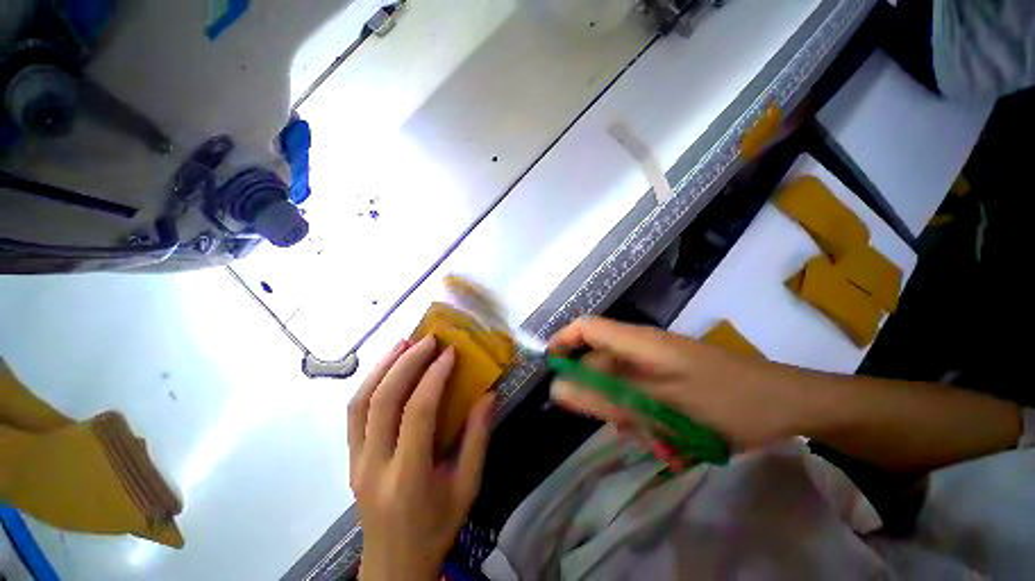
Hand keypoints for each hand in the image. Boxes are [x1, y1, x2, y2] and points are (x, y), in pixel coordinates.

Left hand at [349, 336, 493, 580]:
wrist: (393, 564)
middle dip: (406, 363)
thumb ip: (478, 438)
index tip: (449, 353)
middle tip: (427, 339)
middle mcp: (375, 466)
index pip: (418, 414)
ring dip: (382, 367)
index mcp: (409, 477)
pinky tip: (387, 368)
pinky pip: (354, 413)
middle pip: (383, 402)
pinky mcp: (350, 459)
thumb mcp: (467, 487)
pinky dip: (370, 383)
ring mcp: (356, 462)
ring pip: (360, 403)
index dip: (434, 377)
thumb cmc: (436, 528)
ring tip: (403, 343)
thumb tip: (489, 394)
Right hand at [548, 317, 817, 450]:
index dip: (563, 341)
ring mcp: (658, 362)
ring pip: (621, 384)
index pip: (586, 327)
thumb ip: (604, 398)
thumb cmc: (727, 403)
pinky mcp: (671, 377)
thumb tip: (558, 391)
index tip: (550, 368)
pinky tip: (669, 440)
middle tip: (621, 426)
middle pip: (601, 362)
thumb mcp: (659, 406)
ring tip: (656, 439)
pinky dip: (646, 417)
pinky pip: (641, 394)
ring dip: (628, 413)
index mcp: (639, 342)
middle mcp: (643, 347)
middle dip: (601, 396)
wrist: (790, 405)